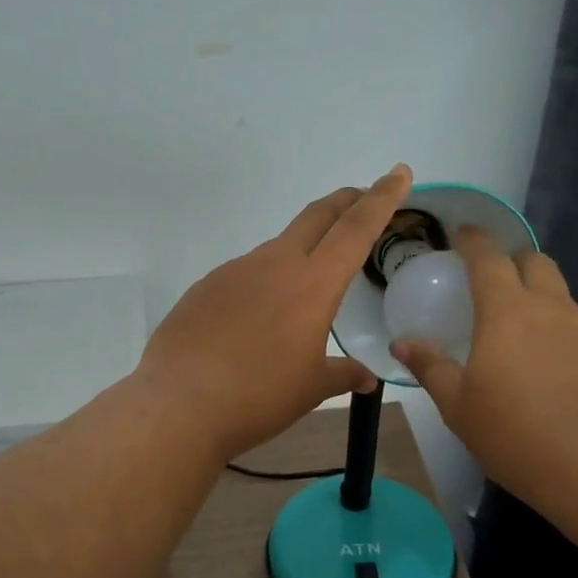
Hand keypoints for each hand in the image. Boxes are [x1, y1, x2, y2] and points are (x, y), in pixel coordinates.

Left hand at [138, 165, 411, 461]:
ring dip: (301, 249)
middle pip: (317, 217)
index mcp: (312, 283)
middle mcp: (274, 264)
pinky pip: (245, 273)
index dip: (382, 198)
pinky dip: (263, 281)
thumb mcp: (311, 389)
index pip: (356, 228)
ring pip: (278, 246)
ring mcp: (235, 270)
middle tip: (361, 198)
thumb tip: (366, 376)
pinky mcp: (205, 286)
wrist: (179, 404)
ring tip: (307, 284)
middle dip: (344, 201)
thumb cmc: (258, 396)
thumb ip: (343, 374)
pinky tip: (256, 316)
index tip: (399, 173)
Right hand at [391, 228, 577, 513]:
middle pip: (535, 262)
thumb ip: (431, 367)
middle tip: (495, 281)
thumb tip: (402, 343)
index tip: (463, 233)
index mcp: (507, 312)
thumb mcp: (459, 406)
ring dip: (541, 298)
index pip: (488, 257)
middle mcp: (552, 309)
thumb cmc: (517, 435)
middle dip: (514, 260)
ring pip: (562, 296)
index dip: (474, 240)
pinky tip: (557, 370)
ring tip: (524, 334)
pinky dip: (564, 333)